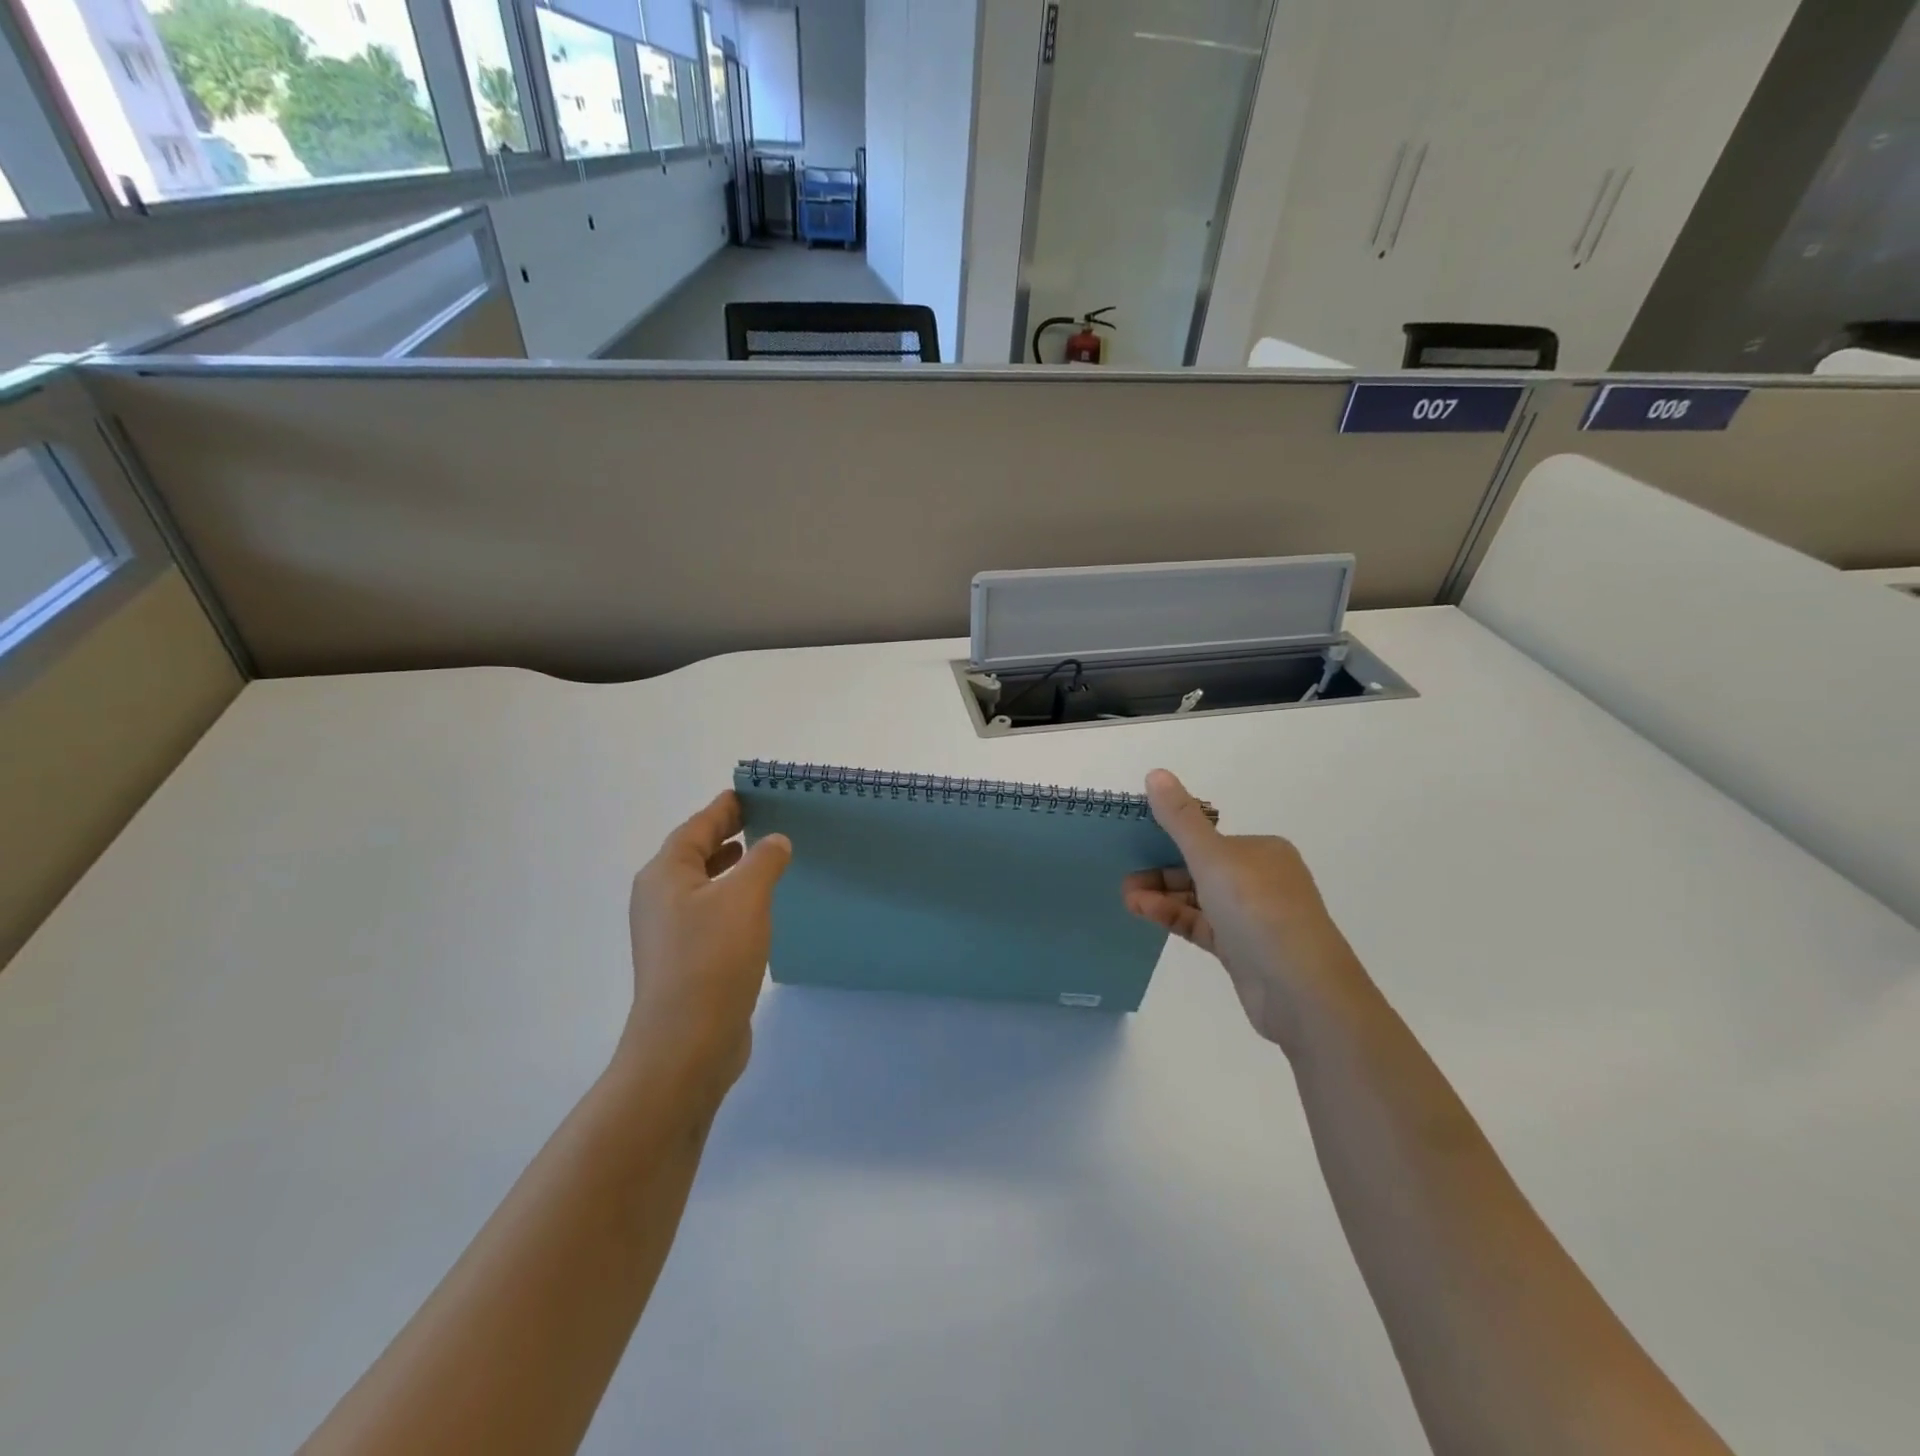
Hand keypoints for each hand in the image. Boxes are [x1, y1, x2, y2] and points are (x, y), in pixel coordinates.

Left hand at [622, 791, 791, 1099]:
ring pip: (702, 886)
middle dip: (725, 835)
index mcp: (665, 875)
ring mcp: (669, 933)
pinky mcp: (685, 961)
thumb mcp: (746, 897)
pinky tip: (757, 907)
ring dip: (729, 868)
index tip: (748, 793)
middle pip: (694, 854)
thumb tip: (775, 841)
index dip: (723, 809)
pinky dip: (731, 898)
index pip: (697, 828)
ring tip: (761, 856)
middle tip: (761, 820)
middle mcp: (660, 899)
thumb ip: (764, 860)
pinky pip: (709, 914)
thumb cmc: (713, 958)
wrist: (686, 1043)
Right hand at [1124, 769, 1368, 1053]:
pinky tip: (1144, 913)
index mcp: (1262, 851)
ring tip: (1127, 899)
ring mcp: (1253, 918)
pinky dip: (1174, 917)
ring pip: (1198, 898)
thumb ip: (1180, 819)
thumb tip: (1156, 773)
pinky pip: (1202, 925)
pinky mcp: (1243, 950)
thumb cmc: (1258, 910)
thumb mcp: (1213, 857)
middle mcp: (1261, 880)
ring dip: (1162, 895)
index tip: (1134, 846)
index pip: (1208, 838)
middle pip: (1200, 868)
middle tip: (1124, 879)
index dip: (1169, 839)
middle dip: (1160, 872)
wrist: (1302, 990)